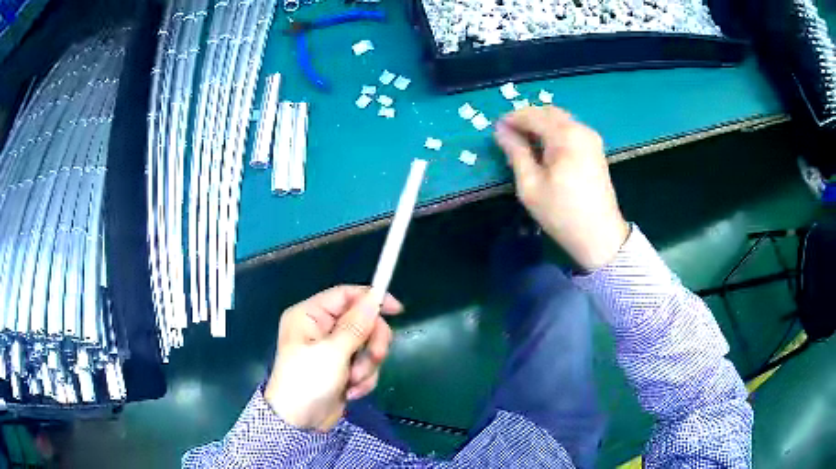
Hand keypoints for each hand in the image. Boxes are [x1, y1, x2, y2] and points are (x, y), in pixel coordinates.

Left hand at [264, 285, 402, 431]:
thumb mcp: (332, 352)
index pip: (345, 295)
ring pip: (367, 345)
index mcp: (310, 315)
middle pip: (362, 321)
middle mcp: (321, 328)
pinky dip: (363, 379)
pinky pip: (365, 365)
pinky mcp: (342, 369)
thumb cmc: (308, 382)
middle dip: (370, 343)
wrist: (300, 422)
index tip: (396, 311)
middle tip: (375, 358)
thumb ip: (356, 325)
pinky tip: (351, 391)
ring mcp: (333, 350)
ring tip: (353, 381)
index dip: (371, 299)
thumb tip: (374, 297)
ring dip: (366, 366)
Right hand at [494, 106, 629, 270]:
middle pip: (549, 112)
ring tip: (524, 144)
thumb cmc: (561, 213)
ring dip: (540, 125)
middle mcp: (581, 129)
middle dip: (527, 119)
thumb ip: (516, 152)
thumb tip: (500, 131)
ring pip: (560, 119)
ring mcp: (591, 138)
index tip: (496, 130)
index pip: (533, 115)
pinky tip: (544, 149)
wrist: (599, 236)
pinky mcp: (595, 149)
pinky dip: (554, 132)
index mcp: (565, 136)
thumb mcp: (530, 185)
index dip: (512, 119)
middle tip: (509, 136)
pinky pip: (570, 130)